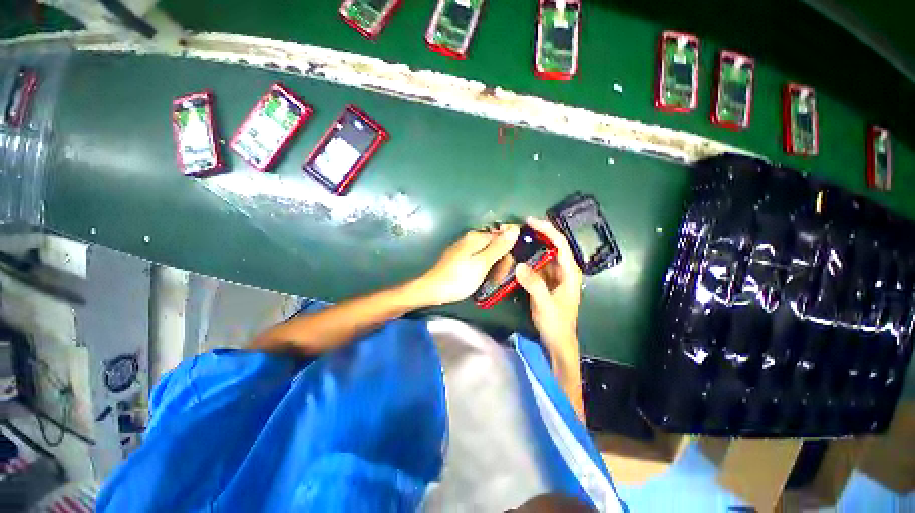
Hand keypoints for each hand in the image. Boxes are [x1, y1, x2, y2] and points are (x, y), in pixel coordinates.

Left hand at [413, 226, 519, 305]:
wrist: (433, 289)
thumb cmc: (458, 278)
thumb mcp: (482, 263)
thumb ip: (498, 247)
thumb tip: (515, 229)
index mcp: (477, 237)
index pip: (503, 236)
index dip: (509, 251)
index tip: (509, 267)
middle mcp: (471, 239)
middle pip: (495, 244)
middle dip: (501, 260)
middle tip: (498, 278)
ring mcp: (465, 248)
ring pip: (488, 253)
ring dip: (494, 266)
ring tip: (491, 281)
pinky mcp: (461, 258)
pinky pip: (479, 259)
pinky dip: (484, 268)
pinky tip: (483, 278)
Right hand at [515, 218, 582, 363]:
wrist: (557, 340)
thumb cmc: (556, 323)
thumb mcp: (545, 304)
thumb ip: (533, 284)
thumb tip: (519, 264)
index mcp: (569, 272)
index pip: (560, 243)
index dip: (546, 230)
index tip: (530, 221)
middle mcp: (564, 270)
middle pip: (553, 245)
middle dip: (538, 234)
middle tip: (519, 228)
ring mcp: (555, 276)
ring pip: (544, 254)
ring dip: (532, 245)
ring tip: (516, 238)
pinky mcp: (546, 281)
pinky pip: (537, 265)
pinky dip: (528, 258)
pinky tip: (518, 255)